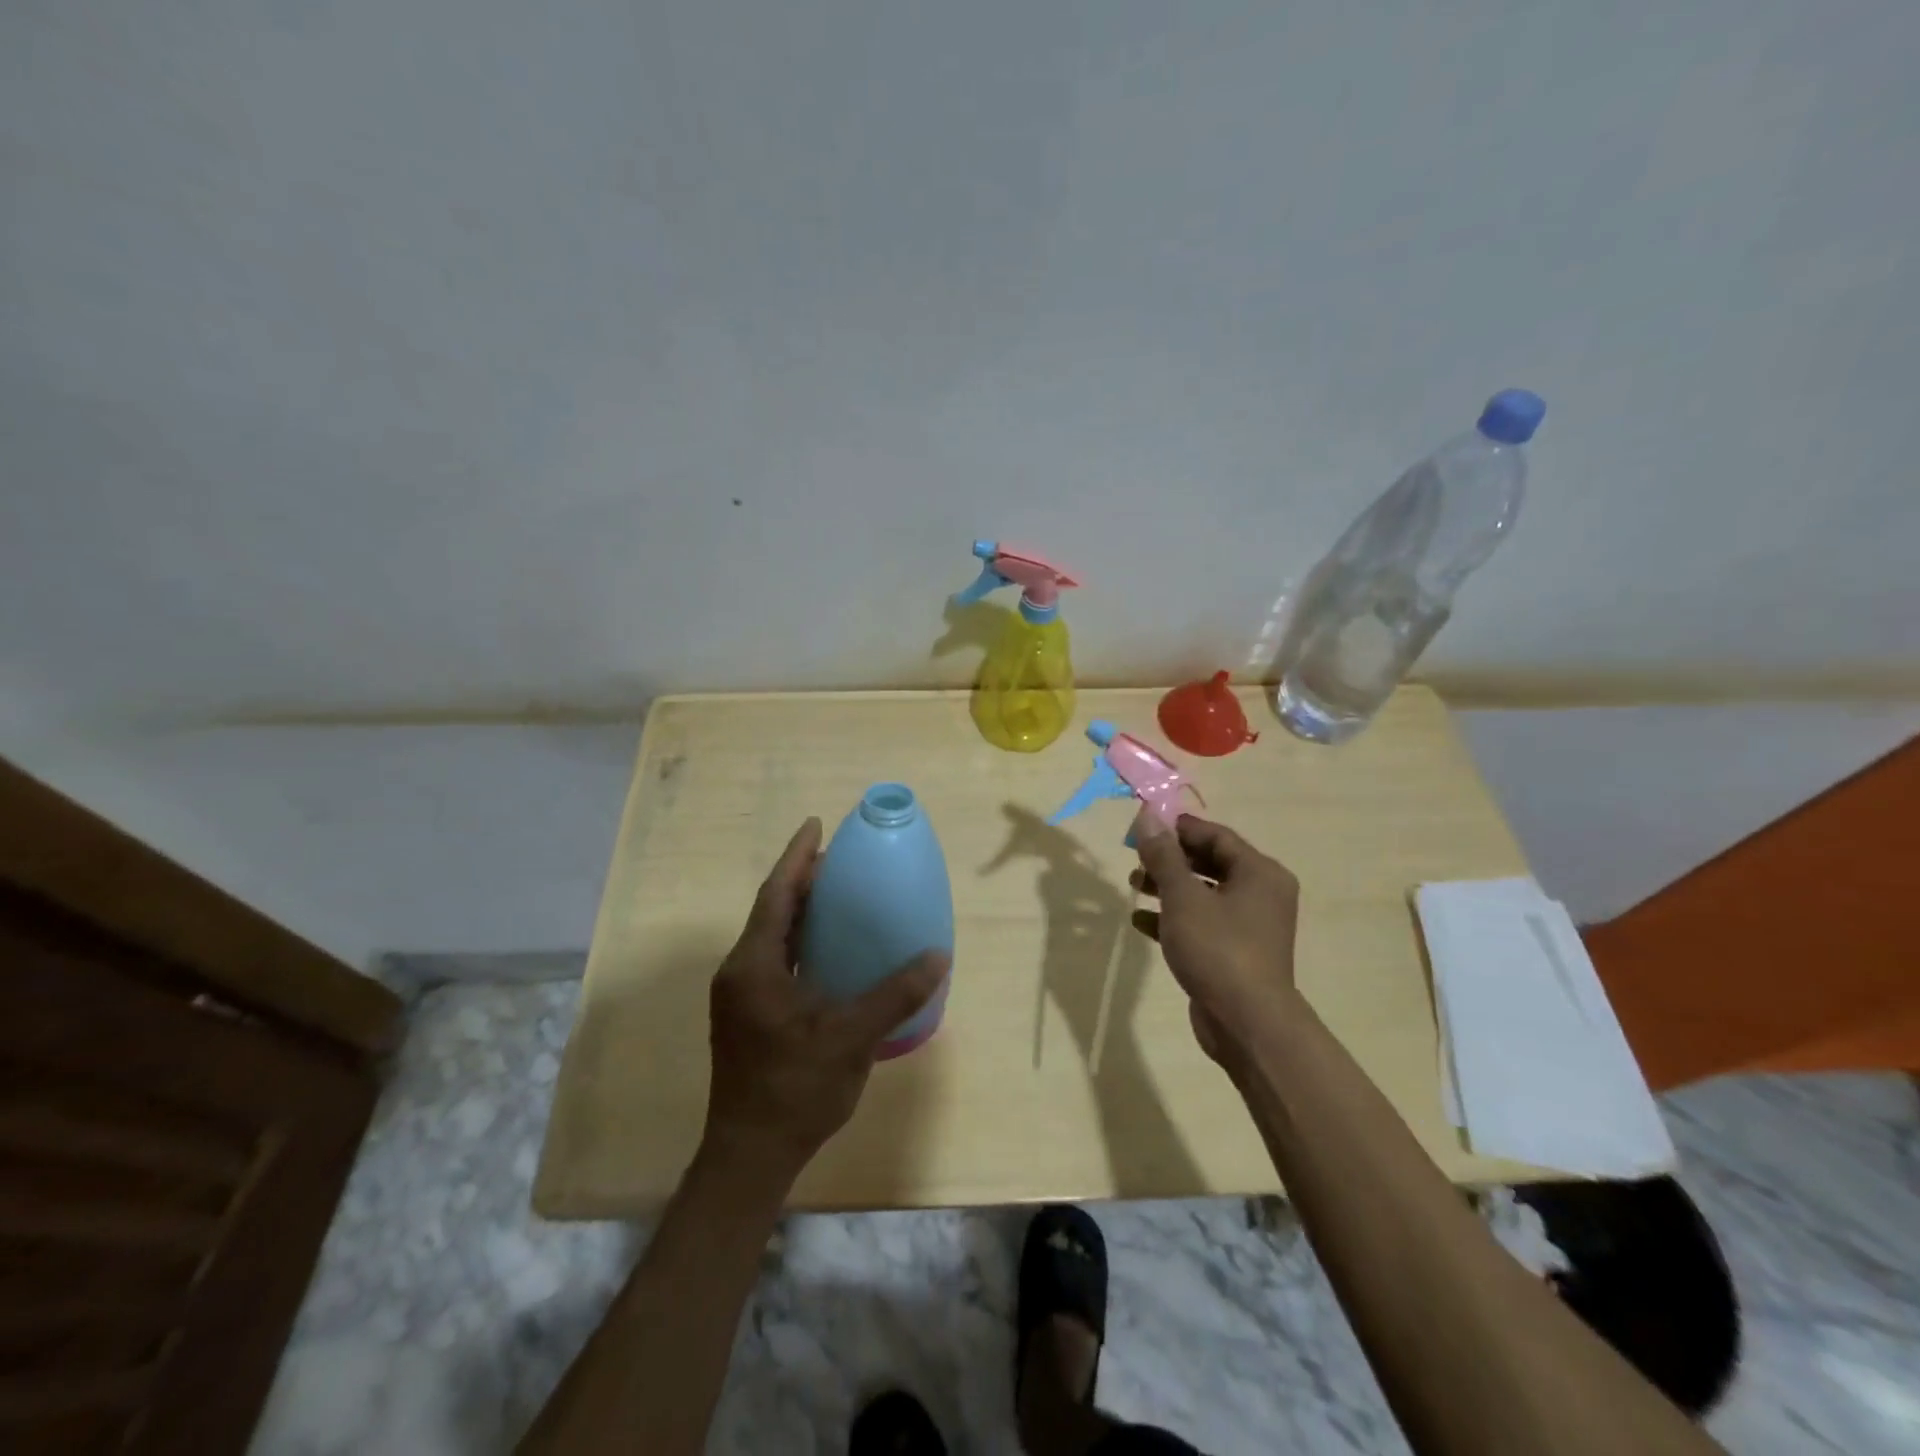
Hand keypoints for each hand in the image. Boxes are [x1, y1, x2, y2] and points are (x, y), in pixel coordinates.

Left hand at [702, 818, 948, 1185]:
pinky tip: (830, 949)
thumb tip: (937, 957)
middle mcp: (740, 973)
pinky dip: (801, 942)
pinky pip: (777, 960)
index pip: (776, 896)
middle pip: (772, 911)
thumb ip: (894, 995)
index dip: (797, 858)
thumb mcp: (850, 1038)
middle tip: (839, 858)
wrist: (751, 1155)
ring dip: (801, 910)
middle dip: (802, 880)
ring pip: (773, 937)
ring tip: (838, 894)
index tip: (815, 824)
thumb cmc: (795, 1090)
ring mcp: (742, 996)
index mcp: (753, 967)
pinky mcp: (750, 1015)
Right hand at [1131, 811, 1300, 1065]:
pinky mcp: (1235, 953)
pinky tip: (1141, 922)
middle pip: (1210, 863)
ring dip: (1168, 888)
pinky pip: (1202, 923)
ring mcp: (1250, 926)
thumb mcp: (1183, 896)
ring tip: (1133, 886)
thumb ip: (1163, 856)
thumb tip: (1148, 816)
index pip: (1216, 835)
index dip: (1178, 829)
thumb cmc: (1218, 948)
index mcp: (1259, 872)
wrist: (1247, 1023)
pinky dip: (1174, 918)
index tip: (1143, 828)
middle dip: (1170, 860)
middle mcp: (1261, 894)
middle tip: (1135, 859)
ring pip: (1204, 894)